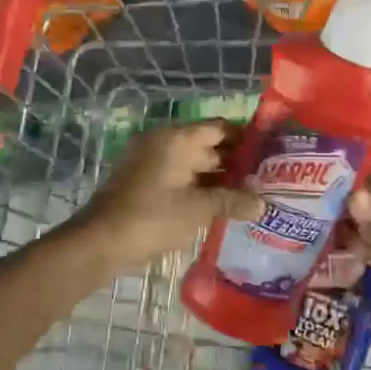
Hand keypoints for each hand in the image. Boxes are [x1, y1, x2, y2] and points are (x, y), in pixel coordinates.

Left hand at [68, 122, 264, 274]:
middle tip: (267, 179)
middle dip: (236, 162)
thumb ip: (231, 201)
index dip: (247, 138)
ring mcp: (151, 162)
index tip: (271, 153)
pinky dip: (199, 188)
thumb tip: (262, 203)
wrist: (98, 242)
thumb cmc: (152, 218)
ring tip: (250, 196)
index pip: (220, 127)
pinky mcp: (144, 183)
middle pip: (208, 145)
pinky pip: (179, 178)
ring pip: (194, 164)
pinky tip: (220, 207)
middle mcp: (164, 143)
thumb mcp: (198, 210)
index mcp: (177, 139)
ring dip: (218, 179)